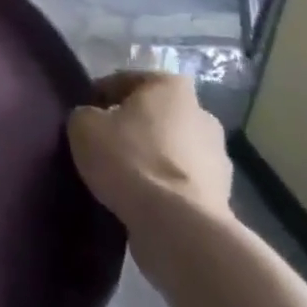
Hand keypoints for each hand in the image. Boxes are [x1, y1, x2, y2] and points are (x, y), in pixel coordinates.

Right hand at [68, 72, 233, 266]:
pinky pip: (181, 182)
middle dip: (132, 127)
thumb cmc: (129, 159)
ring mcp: (218, 156)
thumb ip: (86, 114)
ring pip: (170, 149)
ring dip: (151, 158)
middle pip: (153, 115)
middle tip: (104, 146)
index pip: (125, 81)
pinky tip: (142, 201)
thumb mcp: (84, 126)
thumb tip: (94, 121)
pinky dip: (165, 188)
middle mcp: (202, 113)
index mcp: (171, 86)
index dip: (100, 97)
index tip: (85, 118)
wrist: (177, 225)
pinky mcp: (222, 195)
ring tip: (122, 179)